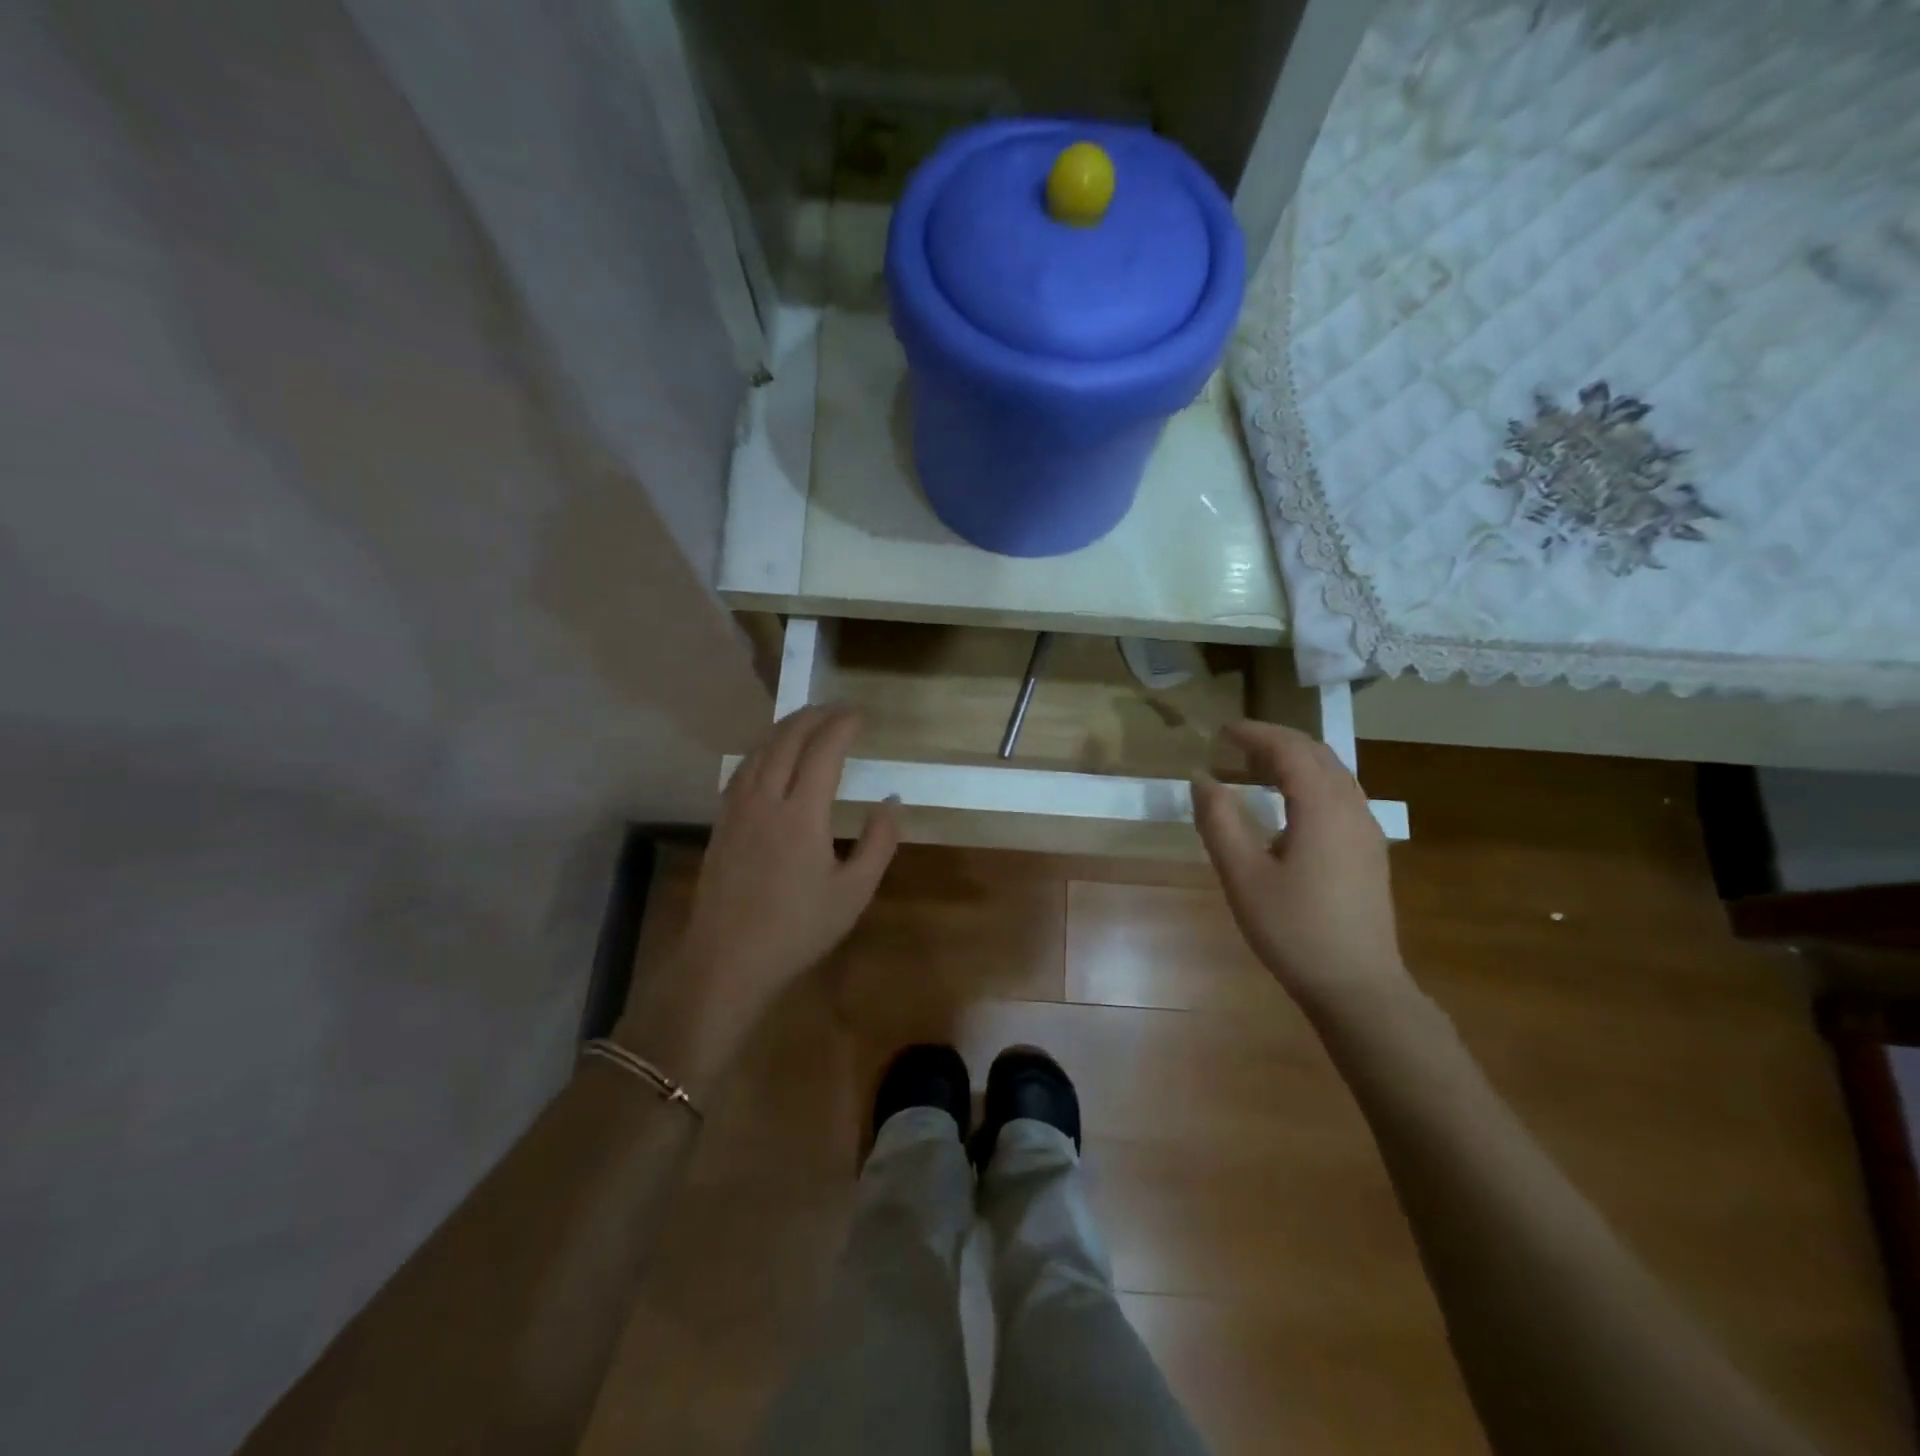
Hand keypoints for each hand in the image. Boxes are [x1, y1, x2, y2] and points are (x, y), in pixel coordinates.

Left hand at [616, 706, 898, 1098]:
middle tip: (837, 710)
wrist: (727, 959)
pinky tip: (769, 755)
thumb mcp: (853, 892)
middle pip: (787, 740)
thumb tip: (891, 801)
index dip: (842, 726)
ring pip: (760, 751)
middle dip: (814, 717)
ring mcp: (738, 809)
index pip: (823, 752)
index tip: (860, 715)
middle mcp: (766, 800)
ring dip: (786, 728)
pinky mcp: (722, 823)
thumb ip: (878, 843)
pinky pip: (743, 769)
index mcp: (802, 814)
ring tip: (807, 720)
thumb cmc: (798, 929)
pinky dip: (762, 750)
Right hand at [1191, 721, 1408, 1014]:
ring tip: (1253, 771)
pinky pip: (1339, 795)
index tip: (1221, 731)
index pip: (1289, 749)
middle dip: (1274, 742)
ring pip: (1332, 774)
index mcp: (1322, 807)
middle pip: (1316, 754)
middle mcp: (1352, 808)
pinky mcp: (1368, 851)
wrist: (1358, 986)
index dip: (1254, 734)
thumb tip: (1202, 779)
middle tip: (1233, 747)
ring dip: (1293, 761)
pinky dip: (1308, 783)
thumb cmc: (1294, 929)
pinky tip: (1285, 807)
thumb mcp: (1243, 876)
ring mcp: (1366, 830)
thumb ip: (1219, 821)